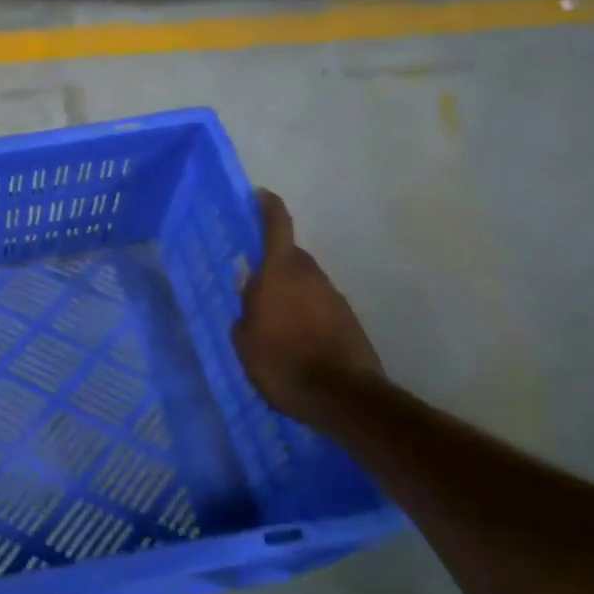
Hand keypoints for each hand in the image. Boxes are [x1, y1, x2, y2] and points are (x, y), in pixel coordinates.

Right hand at [233, 190, 383, 425]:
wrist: (342, 398)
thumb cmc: (281, 362)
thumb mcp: (244, 338)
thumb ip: (245, 309)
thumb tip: (250, 294)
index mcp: (280, 271)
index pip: (277, 224)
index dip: (267, 206)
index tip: (259, 196)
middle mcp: (310, 275)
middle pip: (290, 256)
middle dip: (272, 262)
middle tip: (252, 283)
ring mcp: (333, 297)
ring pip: (305, 282)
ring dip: (290, 291)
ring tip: (271, 318)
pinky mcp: (349, 320)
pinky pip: (319, 306)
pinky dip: (305, 313)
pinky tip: (294, 339)